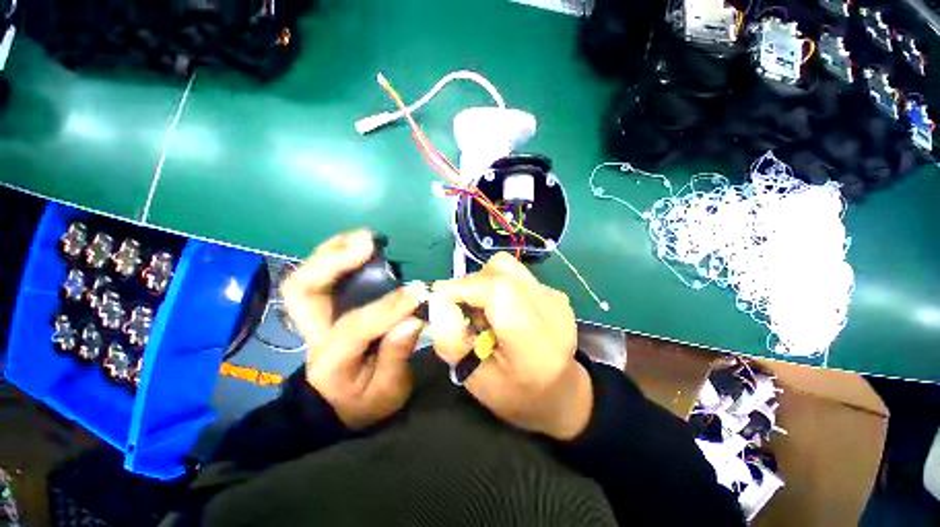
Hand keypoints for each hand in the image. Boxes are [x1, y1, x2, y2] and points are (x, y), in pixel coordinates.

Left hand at [281, 230, 425, 429]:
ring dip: (334, 251)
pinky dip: (338, 256)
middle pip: (303, 292)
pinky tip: (360, 245)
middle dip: (331, 262)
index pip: (354, 327)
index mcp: (331, 361)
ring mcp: (316, 319)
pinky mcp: (327, 309)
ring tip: (365, 237)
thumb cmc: (365, 401)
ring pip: (308, 278)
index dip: (387, 307)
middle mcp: (314, 335)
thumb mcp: (388, 391)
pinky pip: (323, 276)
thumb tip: (411, 319)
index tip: (418, 291)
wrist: (340, 404)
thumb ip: (397, 357)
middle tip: (367, 244)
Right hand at [430, 252, 592, 440]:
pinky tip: (502, 309)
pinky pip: (515, 274)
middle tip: (462, 311)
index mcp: (534, 342)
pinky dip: (498, 284)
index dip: (462, 288)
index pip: (497, 290)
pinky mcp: (553, 291)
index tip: (438, 300)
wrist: (562, 393)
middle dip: (469, 285)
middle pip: (499, 271)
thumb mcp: (478, 383)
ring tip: (482, 309)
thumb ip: (454, 345)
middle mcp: (549, 309)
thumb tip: (437, 307)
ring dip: (483, 282)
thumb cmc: (519, 396)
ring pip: (505, 266)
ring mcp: (554, 296)